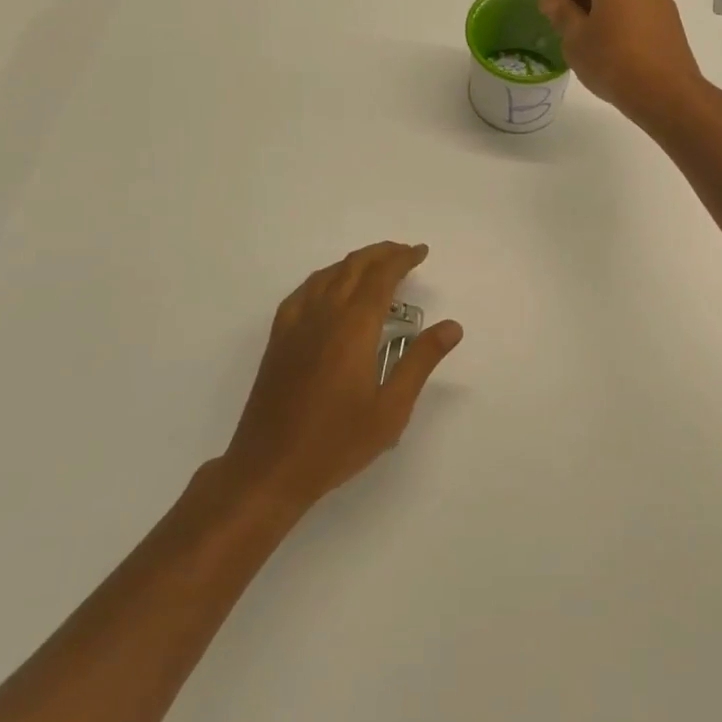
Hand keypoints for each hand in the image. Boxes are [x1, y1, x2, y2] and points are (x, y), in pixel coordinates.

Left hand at [222, 243, 463, 511]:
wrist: (269, 468)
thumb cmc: (337, 442)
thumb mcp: (391, 408)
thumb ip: (421, 361)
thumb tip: (452, 326)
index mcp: (354, 327)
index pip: (381, 277)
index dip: (402, 259)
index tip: (421, 252)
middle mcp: (324, 315)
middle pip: (354, 267)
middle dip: (381, 254)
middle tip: (405, 254)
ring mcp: (296, 325)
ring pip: (327, 275)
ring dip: (354, 262)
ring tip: (374, 266)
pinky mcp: (279, 339)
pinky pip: (303, 292)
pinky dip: (324, 278)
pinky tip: (329, 288)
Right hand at [540, 0, 705, 129]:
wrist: (665, 92)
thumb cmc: (612, 61)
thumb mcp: (575, 39)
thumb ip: (562, 14)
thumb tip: (554, 2)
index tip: (546, 15)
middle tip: (564, 26)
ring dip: (600, 7)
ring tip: (587, 36)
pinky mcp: (670, 12)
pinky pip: (636, 5)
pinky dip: (619, 15)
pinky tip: (611, 40)